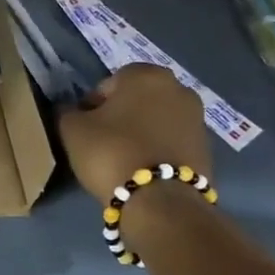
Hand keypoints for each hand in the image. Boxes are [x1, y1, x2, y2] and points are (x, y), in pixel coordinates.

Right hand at [57, 63, 212, 204]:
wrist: (160, 200)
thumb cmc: (111, 152)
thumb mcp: (72, 129)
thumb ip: (68, 112)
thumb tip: (71, 110)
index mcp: (146, 74)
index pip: (109, 84)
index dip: (92, 106)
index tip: (84, 129)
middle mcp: (178, 88)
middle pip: (137, 100)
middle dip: (121, 116)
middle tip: (103, 142)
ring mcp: (197, 118)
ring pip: (157, 120)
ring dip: (141, 132)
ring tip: (123, 159)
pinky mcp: (207, 148)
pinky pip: (172, 142)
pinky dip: (158, 150)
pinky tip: (143, 170)